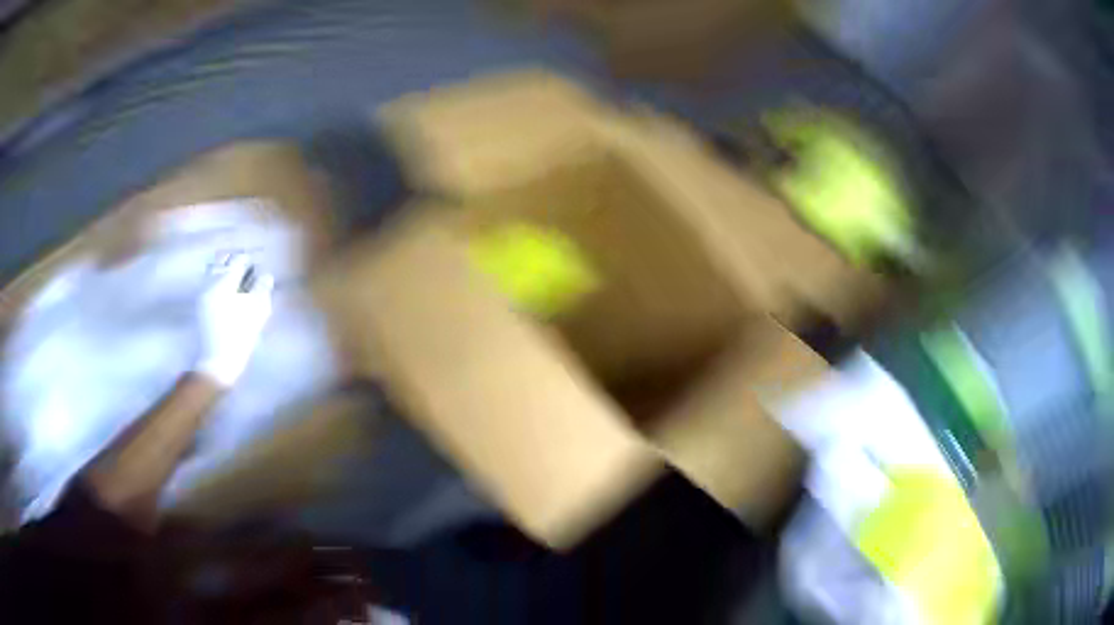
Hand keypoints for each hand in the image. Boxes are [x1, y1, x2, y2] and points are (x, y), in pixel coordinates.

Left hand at [196, 253, 273, 386]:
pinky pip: (209, 282)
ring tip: (236, 277)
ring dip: (225, 268)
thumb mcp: (258, 312)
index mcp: (226, 282)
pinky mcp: (200, 304)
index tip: (257, 262)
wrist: (218, 361)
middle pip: (223, 260)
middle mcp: (211, 282)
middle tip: (246, 267)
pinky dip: (218, 279)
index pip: (239, 260)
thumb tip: (266, 275)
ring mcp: (203, 293)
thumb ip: (262, 289)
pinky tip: (226, 290)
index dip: (249, 259)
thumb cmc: (240, 336)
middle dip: (235, 260)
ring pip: (213, 269)